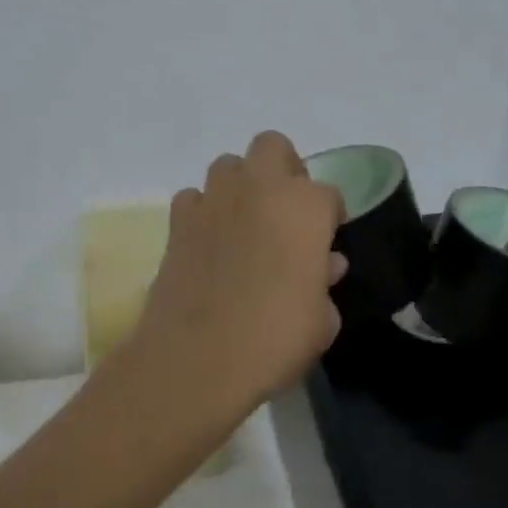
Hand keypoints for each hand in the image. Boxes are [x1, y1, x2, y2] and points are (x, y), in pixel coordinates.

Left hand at [129, 131, 347, 410]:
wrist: (198, 360)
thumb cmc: (276, 340)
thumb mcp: (321, 321)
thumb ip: (324, 282)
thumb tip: (323, 264)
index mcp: (305, 207)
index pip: (327, 193)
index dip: (329, 217)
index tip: (326, 242)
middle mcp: (258, 190)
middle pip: (273, 148)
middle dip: (284, 171)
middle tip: (287, 214)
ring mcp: (213, 202)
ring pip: (228, 166)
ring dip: (241, 187)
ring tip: (246, 226)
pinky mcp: (177, 224)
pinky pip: (193, 199)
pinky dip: (204, 213)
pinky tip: (209, 243)